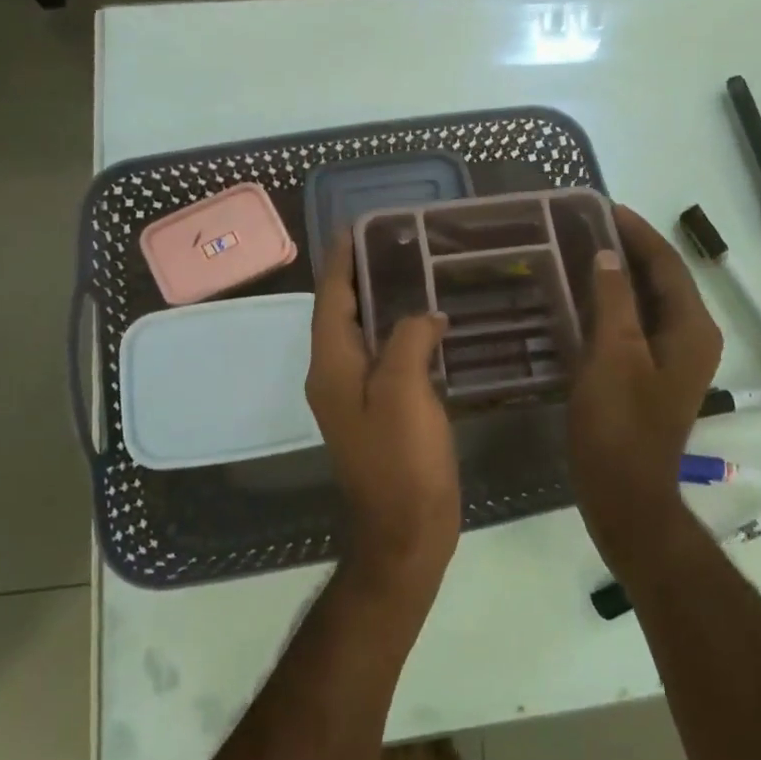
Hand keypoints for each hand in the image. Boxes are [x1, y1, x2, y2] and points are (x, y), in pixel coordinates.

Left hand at [306, 234, 461, 599]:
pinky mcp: (378, 413)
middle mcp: (334, 376)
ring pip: (363, 336)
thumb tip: (424, 316)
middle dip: (361, 276)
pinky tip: (429, 327)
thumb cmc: (402, 462)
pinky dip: (399, 335)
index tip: (356, 227)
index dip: (341, 261)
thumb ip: (408, 341)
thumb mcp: (404, 393)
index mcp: (332, 366)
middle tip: (396, 244)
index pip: (331, 299)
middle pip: (342, 313)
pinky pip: (384, 359)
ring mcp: (355, 397)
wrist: (405, 533)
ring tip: (414, 274)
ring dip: (381, 304)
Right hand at [567, 205, 722, 563]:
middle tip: (585, 225)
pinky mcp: (653, 374)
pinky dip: (614, 305)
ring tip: (582, 250)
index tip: (603, 207)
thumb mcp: (613, 354)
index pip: (667, 264)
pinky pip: (637, 325)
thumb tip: (607, 255)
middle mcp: (692, 338)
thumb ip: (614, 299)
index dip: (637, 232)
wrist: (623, 493)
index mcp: (692, 329)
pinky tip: (585, 297)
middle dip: (628, 249)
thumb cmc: (618, 423)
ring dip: (620, 276)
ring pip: (648, 302)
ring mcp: (673, 359)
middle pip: (662, 280)